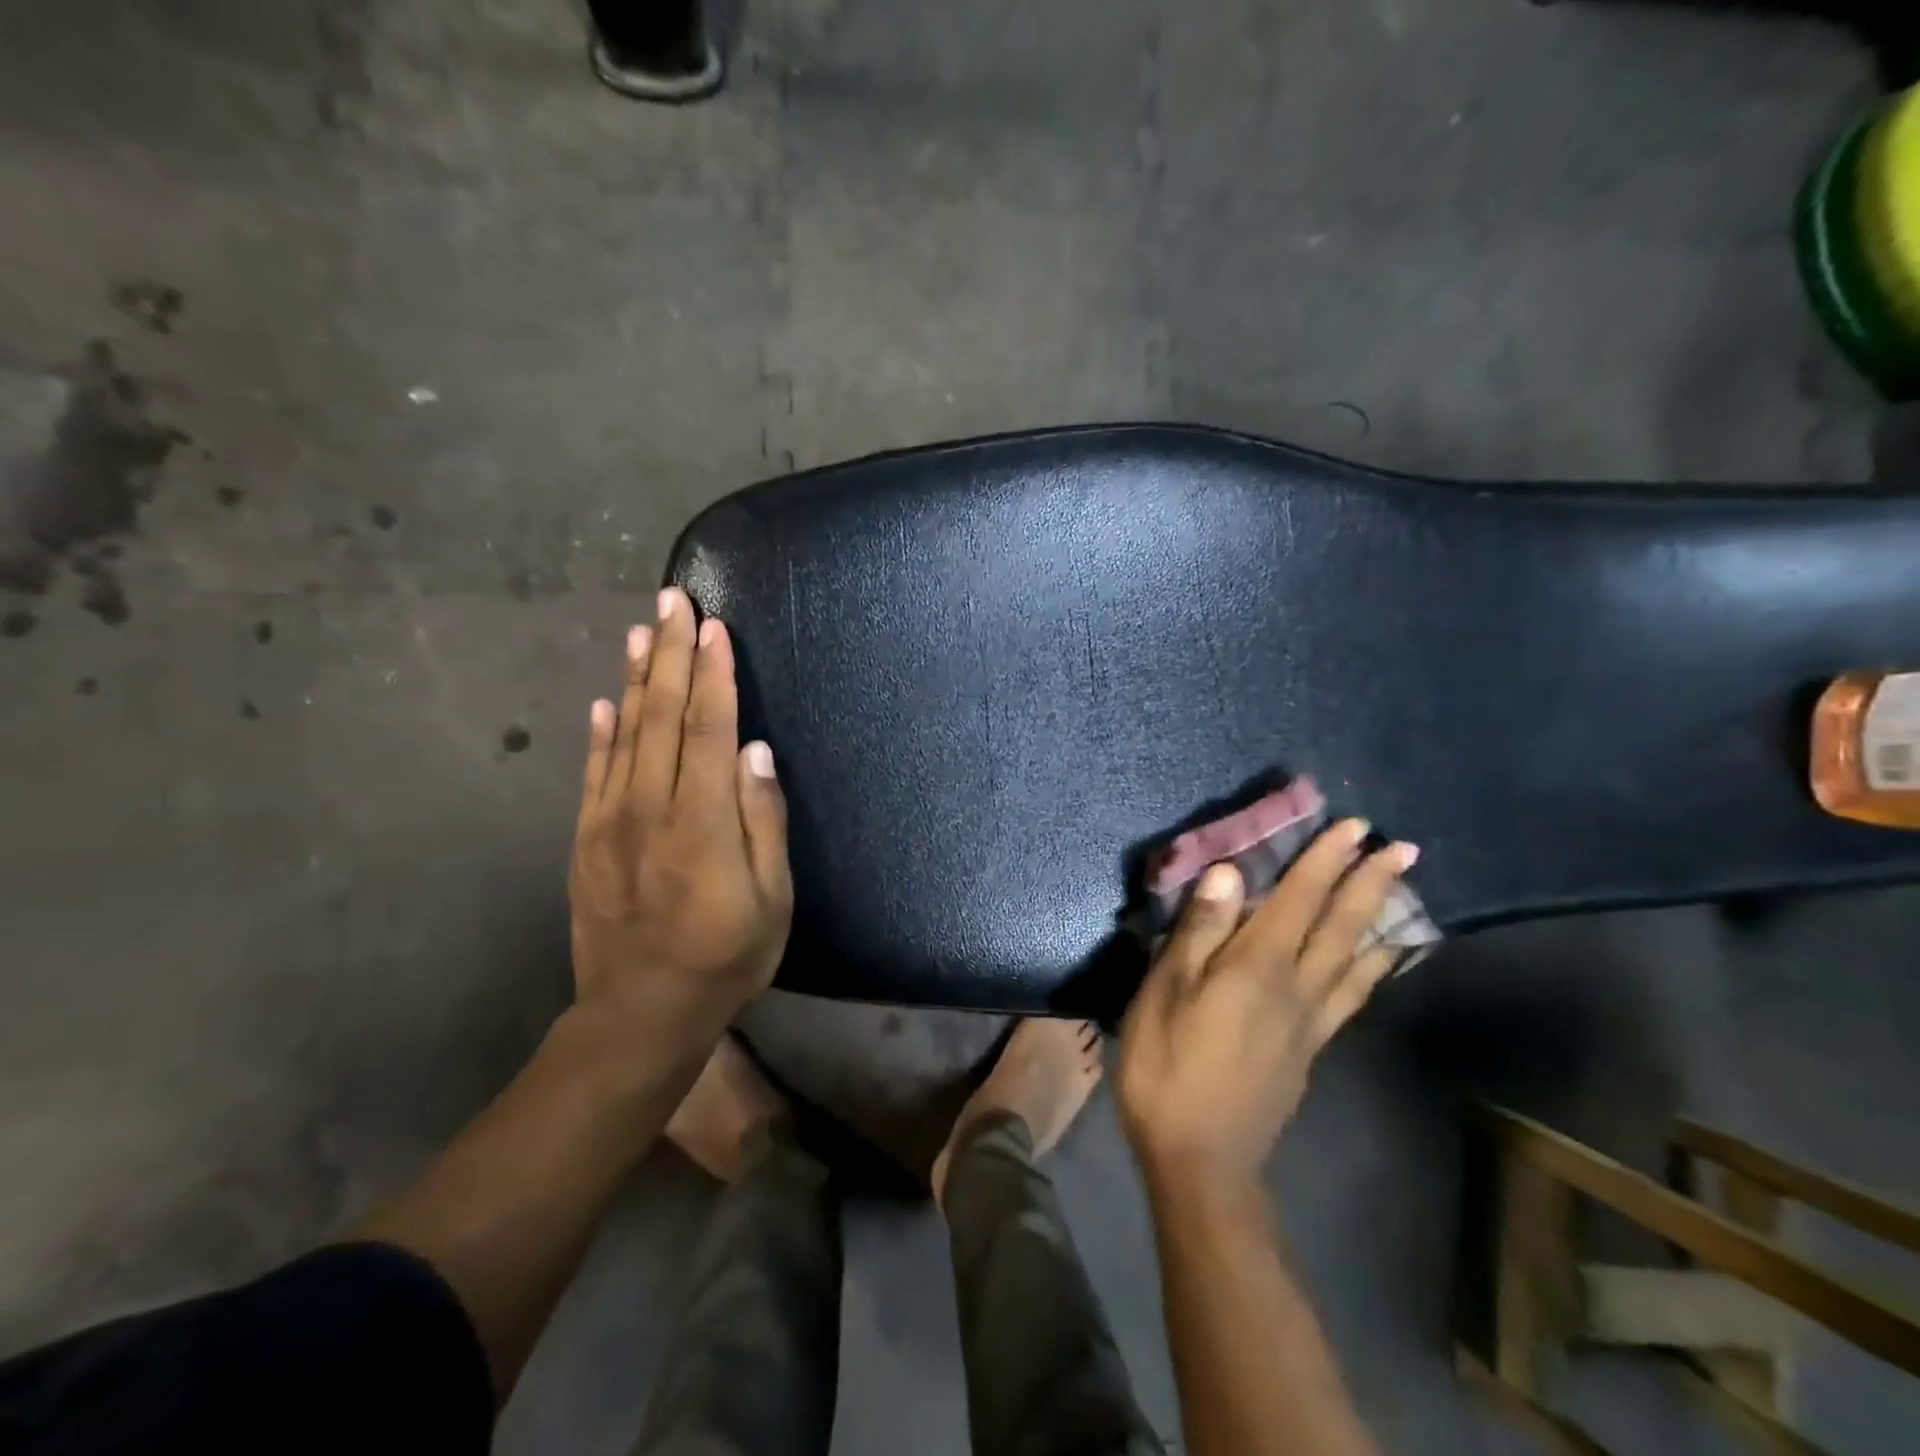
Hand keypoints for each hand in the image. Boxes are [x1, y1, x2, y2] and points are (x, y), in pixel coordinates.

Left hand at [569, 587, 793, 1043]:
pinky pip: (593, 771)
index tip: (712, 624)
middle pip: (661, 715)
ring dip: (634, 677)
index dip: (711, 673)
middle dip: (669, 652)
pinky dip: (600, 731)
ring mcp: (609, 821)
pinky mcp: (585, 839)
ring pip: (624, 732)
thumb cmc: (725, 957)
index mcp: (700, 821)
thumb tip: (756, 752)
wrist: (639, 1015)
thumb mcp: (771, 901)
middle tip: (673, 598)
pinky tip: (604, 700)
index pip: (707, 728)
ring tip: (641, 629)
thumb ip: (762, 822)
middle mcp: (649, 807)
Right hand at [1117, 819, 1417, 1188]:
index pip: (1298, 900)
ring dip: (1381, 919)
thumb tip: (1230, 873)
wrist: (1202, 1160)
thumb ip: (1199, 932)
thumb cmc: (1168, 1068)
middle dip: (1369, 882)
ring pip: (1357, 961)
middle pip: (1341, 926)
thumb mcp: (1165, 994)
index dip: (1325, 861)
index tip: (1354, 826)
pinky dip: (1374, 970)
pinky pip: (1352, 997)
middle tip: (1402, 847)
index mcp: (1257, 968)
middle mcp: (1296, 987)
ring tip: (1406, 893)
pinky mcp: (1310, 1049)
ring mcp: (1309, 1022)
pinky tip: (1380, 961)